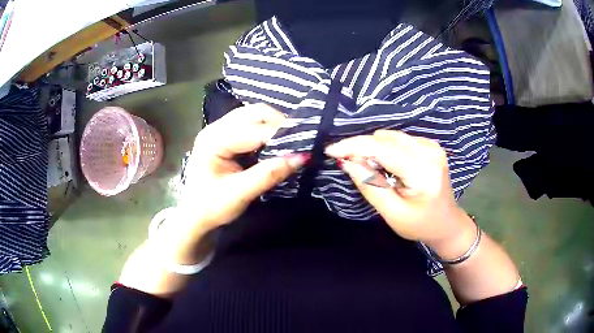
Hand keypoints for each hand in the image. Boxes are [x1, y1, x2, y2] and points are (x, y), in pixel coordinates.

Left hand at [177, 103, 308, 232]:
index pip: (253, 130)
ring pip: (254, 115)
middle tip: (300, 140)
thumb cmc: (211, 207)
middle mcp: (216, 128)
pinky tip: (277, 142)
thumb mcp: (240, 193)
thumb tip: (302, 157)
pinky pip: (251, 124)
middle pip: (254, 113)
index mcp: (213, 140)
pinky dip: (267, 130)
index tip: (306, 143)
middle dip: (279, 124)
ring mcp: (220, 130)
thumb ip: (269, 174)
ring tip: (292, 141)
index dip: (281, 135)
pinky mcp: (226, 136)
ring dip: (274, 125)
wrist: (194, 216)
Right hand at [325, 130, 472, 245]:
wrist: (446, 223)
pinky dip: (386, 149)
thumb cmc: (420, 225)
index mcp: (423, 174)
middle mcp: (430, 152)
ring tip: (370, 169)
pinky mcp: (430, 145)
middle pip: (385, 139)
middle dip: (362, 148)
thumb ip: (371, 185)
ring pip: (390, 136)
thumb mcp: (393, 213)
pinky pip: (399, 139)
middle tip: (348, 164)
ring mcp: (432, 146)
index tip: (331, 150)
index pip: (383, 150)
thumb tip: (347, 161)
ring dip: (373, 148)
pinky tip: (386, 165)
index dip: (354, 146)